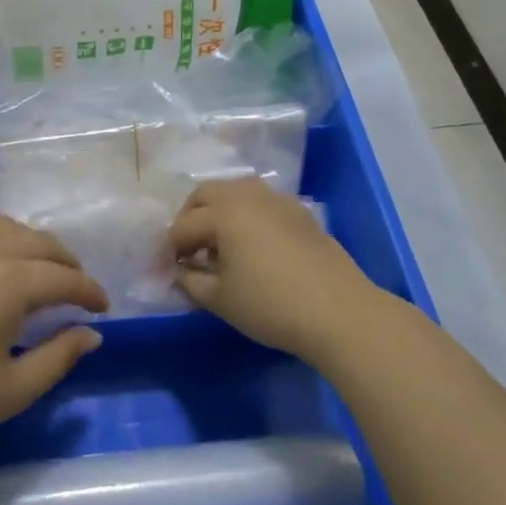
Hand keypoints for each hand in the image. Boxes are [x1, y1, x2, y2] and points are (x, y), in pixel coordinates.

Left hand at [0, 217, 109, 451]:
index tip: (103, 309)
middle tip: (78, 291)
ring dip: (34, 245)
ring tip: (41, 272)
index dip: (90, 292)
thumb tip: (91, 334)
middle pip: (40, 243)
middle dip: (68, 263)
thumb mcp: (12, 389)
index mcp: (10, 282)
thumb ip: (59, 357)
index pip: (65, 277)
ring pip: (8, 228)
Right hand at [165, 177, 386, 359]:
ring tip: (219, 245)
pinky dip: (246, 215)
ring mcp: (278, 201)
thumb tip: (180, 273)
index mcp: (223, 213)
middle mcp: (248, 196)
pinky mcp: (300, 213)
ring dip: (218, 212)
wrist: (339, 312)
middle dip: (189, 219)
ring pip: (236, 192)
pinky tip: (252, 246)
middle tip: (188, 250)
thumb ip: (191, 282)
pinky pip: (261, 203)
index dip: (169, 250)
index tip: (166, 272)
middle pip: (205, 194)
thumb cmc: (271, 305)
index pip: (182, 226)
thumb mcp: (220, 300)